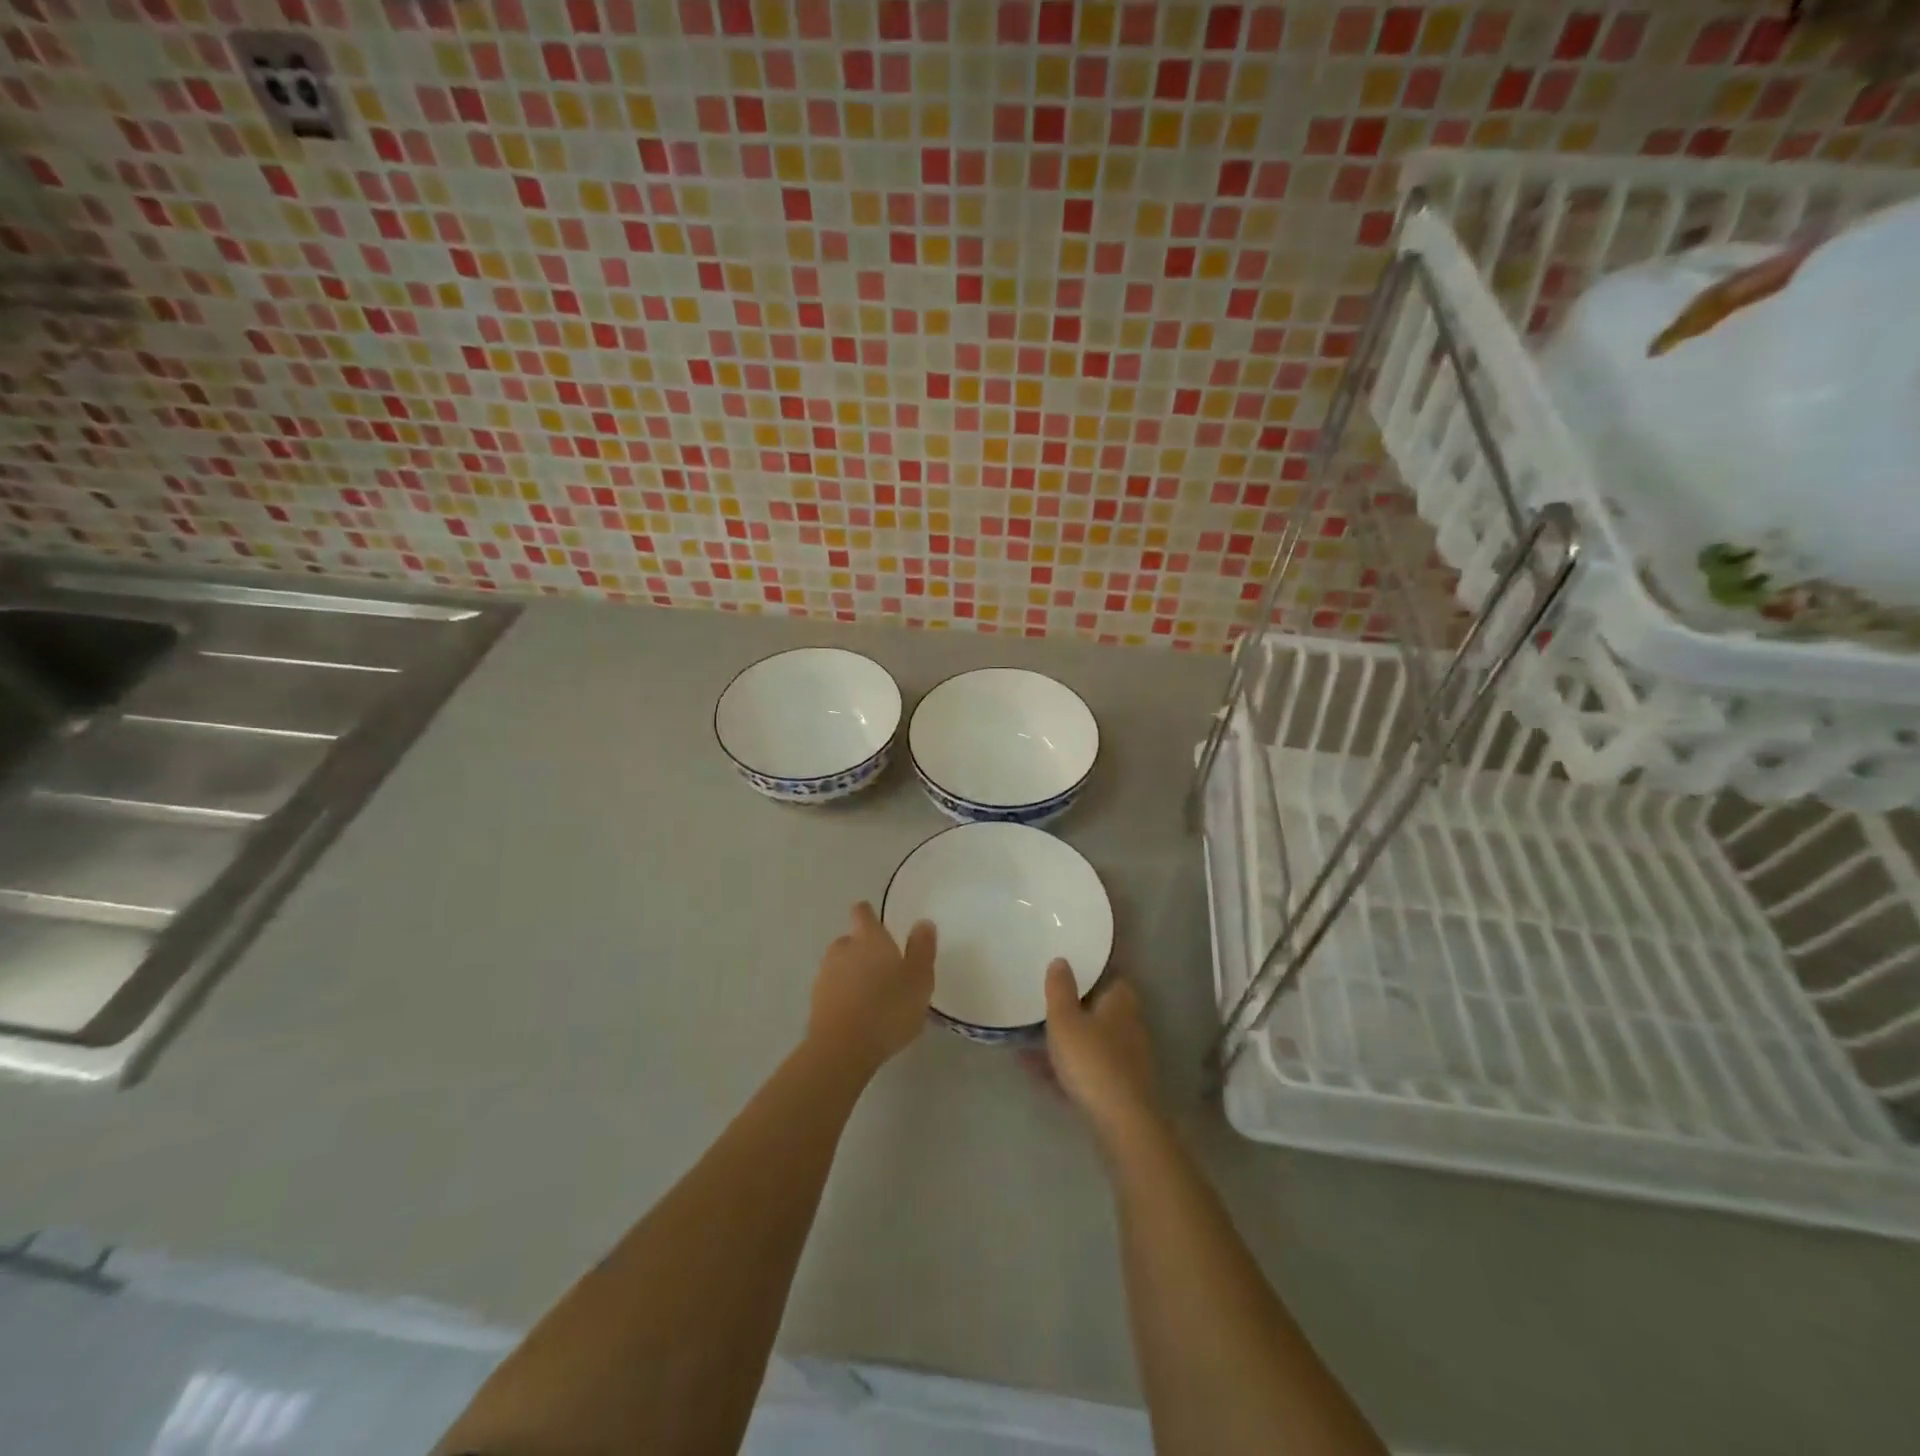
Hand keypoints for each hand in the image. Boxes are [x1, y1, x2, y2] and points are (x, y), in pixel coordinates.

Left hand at [808, 902, 935, 1074]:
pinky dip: (843, 995)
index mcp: (869, 939)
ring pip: (839, 965)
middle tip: (882, 966)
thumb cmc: (888, 1008)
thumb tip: (923, 922)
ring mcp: (825, 975)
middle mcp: (843, 949)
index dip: (868, 914)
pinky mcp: (815, 1002)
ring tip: (871, 993)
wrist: (843, 1049)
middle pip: (850, 940)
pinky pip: (832, 990)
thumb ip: (922, 949)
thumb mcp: (919, 979)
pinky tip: (858, 1013)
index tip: (875, 920)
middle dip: (862, 948)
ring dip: (851, 973)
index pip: (863, 913)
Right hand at [1044, 961, 1158, 1143]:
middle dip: (1075, 1008)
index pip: (1111, 975)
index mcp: (1120, 1001)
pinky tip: (1038, 1076)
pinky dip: (1067, 1068)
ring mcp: (1127, 1058)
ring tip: (1030, 1043)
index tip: (1070, 968)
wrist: (1121, 1122)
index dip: (1092, 972)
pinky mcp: (1120, 1087)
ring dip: (1067, 1041)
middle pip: (1100, 1009)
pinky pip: (1088, 1068)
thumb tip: (1061, 961)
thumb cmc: (1091, 1060)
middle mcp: (1129, 1025)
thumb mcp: (1065, 1019)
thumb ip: (1060, 989)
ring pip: (1091, 1040)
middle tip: (1046, 1005)